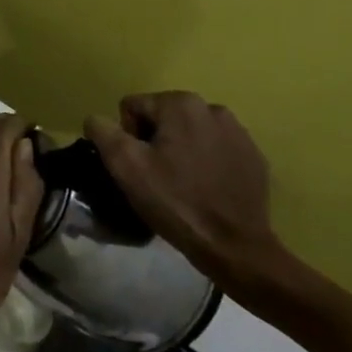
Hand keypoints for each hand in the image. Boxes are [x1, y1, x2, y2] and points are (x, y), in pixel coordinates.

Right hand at [84, 92, 289, 294]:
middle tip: (158, 177)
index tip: (140, 167)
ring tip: (183, 183)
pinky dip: (207, 163)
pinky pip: (216, 150)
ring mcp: (239, 133)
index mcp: (180, 104)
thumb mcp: (124, 165)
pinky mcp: (254, 157)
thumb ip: (102, 131)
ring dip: (181, 150)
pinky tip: (207, 189)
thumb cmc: (175, 201)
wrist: (235, 247)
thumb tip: (97, 120)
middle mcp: (213, 108)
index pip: (133, 108)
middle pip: (162, 117)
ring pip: (190, 133)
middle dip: (155, 141)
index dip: (127, 137)